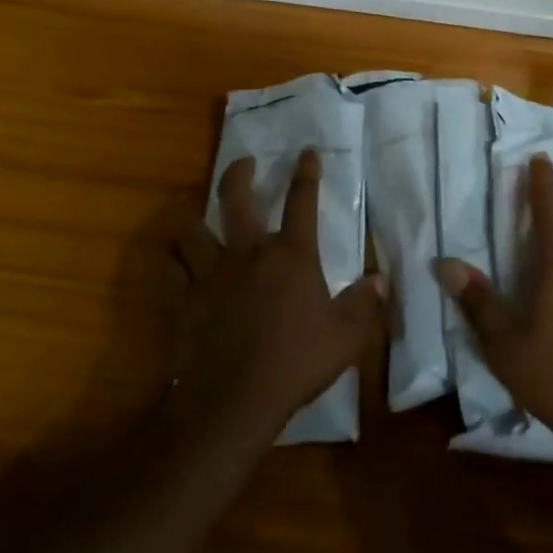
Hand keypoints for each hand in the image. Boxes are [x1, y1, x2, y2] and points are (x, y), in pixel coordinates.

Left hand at [174, 148, 387, 447]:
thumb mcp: (346, 338)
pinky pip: (172, 270)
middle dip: (239, 174)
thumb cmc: (296, 363)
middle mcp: (249, 253)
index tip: (307, 152)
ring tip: (193, 209)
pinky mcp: (186, 300)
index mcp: (291, 255)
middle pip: (237, 199)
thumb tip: (381, 280)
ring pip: (193, 229)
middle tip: (244, 162)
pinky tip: (171, 257)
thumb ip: (365, 305)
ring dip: (192, 215)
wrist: (234, 401)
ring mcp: (212, 274)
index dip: (307, 173)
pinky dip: (171, 259)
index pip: (302, 201)